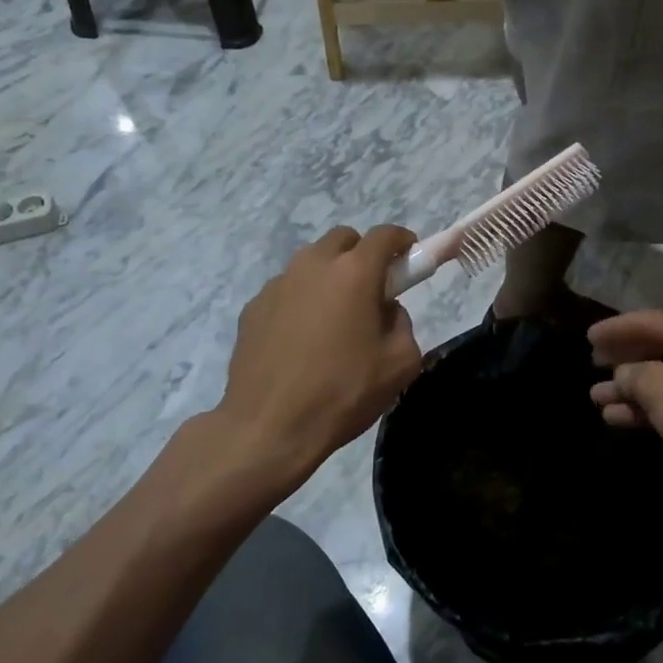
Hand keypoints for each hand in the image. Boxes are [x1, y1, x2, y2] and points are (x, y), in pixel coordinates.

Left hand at [215, 226, 421, 497]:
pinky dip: (301, 300)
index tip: (409, 256)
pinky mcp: (253, 307)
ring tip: (333, 319)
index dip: (402, 241)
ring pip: (311, 262)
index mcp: (354, 273)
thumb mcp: (400, 364)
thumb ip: (403, 324)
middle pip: (343, 239)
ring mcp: (278, 284)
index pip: (385, 235)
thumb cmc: (343, 393)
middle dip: (362, 254)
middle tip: (371, 290)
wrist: (269, 427)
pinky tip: (301, 340)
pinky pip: (286, 290)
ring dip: (329, 276)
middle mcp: (313, 266)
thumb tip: (387, 311)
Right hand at [588, 310, 662, 473]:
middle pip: (657, 349)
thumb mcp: (655, 386)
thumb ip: (631, 376)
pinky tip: (624, 419)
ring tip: (599, 400)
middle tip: (594, 366)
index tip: (588, 337)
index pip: (646, 321)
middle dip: (623, 362)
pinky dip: (654, 407)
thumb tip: (623, 376)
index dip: (614, 330)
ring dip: (633, 390)